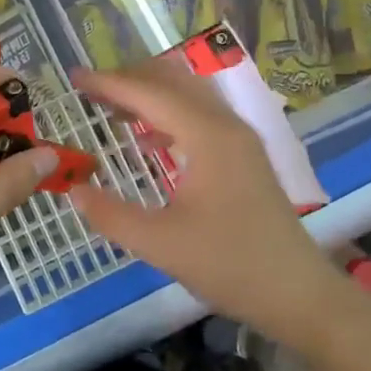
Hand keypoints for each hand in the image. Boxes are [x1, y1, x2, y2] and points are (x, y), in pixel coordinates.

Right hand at [68, 60, 343, 344]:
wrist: (298, 293)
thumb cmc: (231, 265)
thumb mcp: (160, 245)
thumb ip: (112, 214)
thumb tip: (72, 190)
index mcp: (208, 136)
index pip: (150, 93)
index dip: (108, 83)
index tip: (73, 77)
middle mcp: (226, 124)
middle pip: (172, 80)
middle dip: (129, 79)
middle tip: (90, 92)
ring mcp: (239, 138)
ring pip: (189, 95)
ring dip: (150, 95)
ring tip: (111, 110)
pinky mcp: (244, 155)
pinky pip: (200, 116)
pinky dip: (169, 115)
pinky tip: (147, 142)